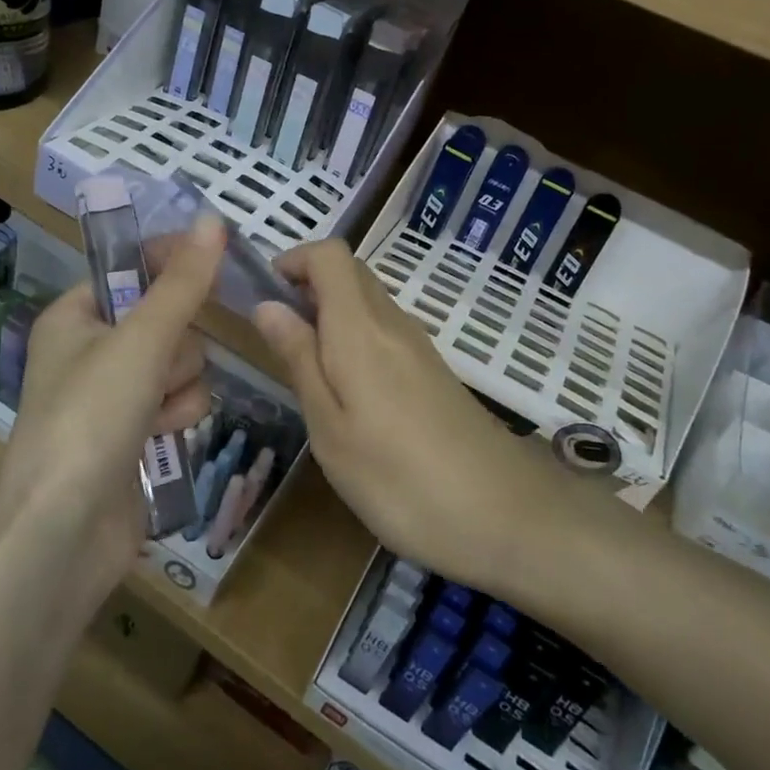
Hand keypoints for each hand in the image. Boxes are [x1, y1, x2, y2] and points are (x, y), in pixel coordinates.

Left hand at [0, 214, 226, 605]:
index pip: (134, 269)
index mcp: (75, 316)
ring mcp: (115, 394)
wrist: (64, 534)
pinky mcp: (136, 433)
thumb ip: (183, 283)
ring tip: (155, 413)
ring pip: (182, 362)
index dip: (171, 264)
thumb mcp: (140, 342)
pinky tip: (162, 437)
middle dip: (176, 346)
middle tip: (157, 368)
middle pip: (168, 318)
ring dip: (180, 385)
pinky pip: (180, 400)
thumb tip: (212, 220)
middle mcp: (92, 349)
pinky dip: (178, 415)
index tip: (213, 262)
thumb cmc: (90, 420)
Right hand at [251, 240, 574, 596]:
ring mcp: (419, 346)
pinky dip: (355, 338)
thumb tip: (267, 305)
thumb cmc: (399, 479)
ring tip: (304, 368)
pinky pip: (385, 331)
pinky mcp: (433, 371)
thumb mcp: (330, 428)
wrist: (505, 515)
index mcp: (361, 328)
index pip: (331, 254)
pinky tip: (348, 392)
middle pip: (350, 272)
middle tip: (277, 336)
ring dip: (330, 314)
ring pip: (368, 301)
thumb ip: (298, 359)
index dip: (294, 259)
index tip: (265, 296)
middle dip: (307, 285)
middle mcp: (393, 323)